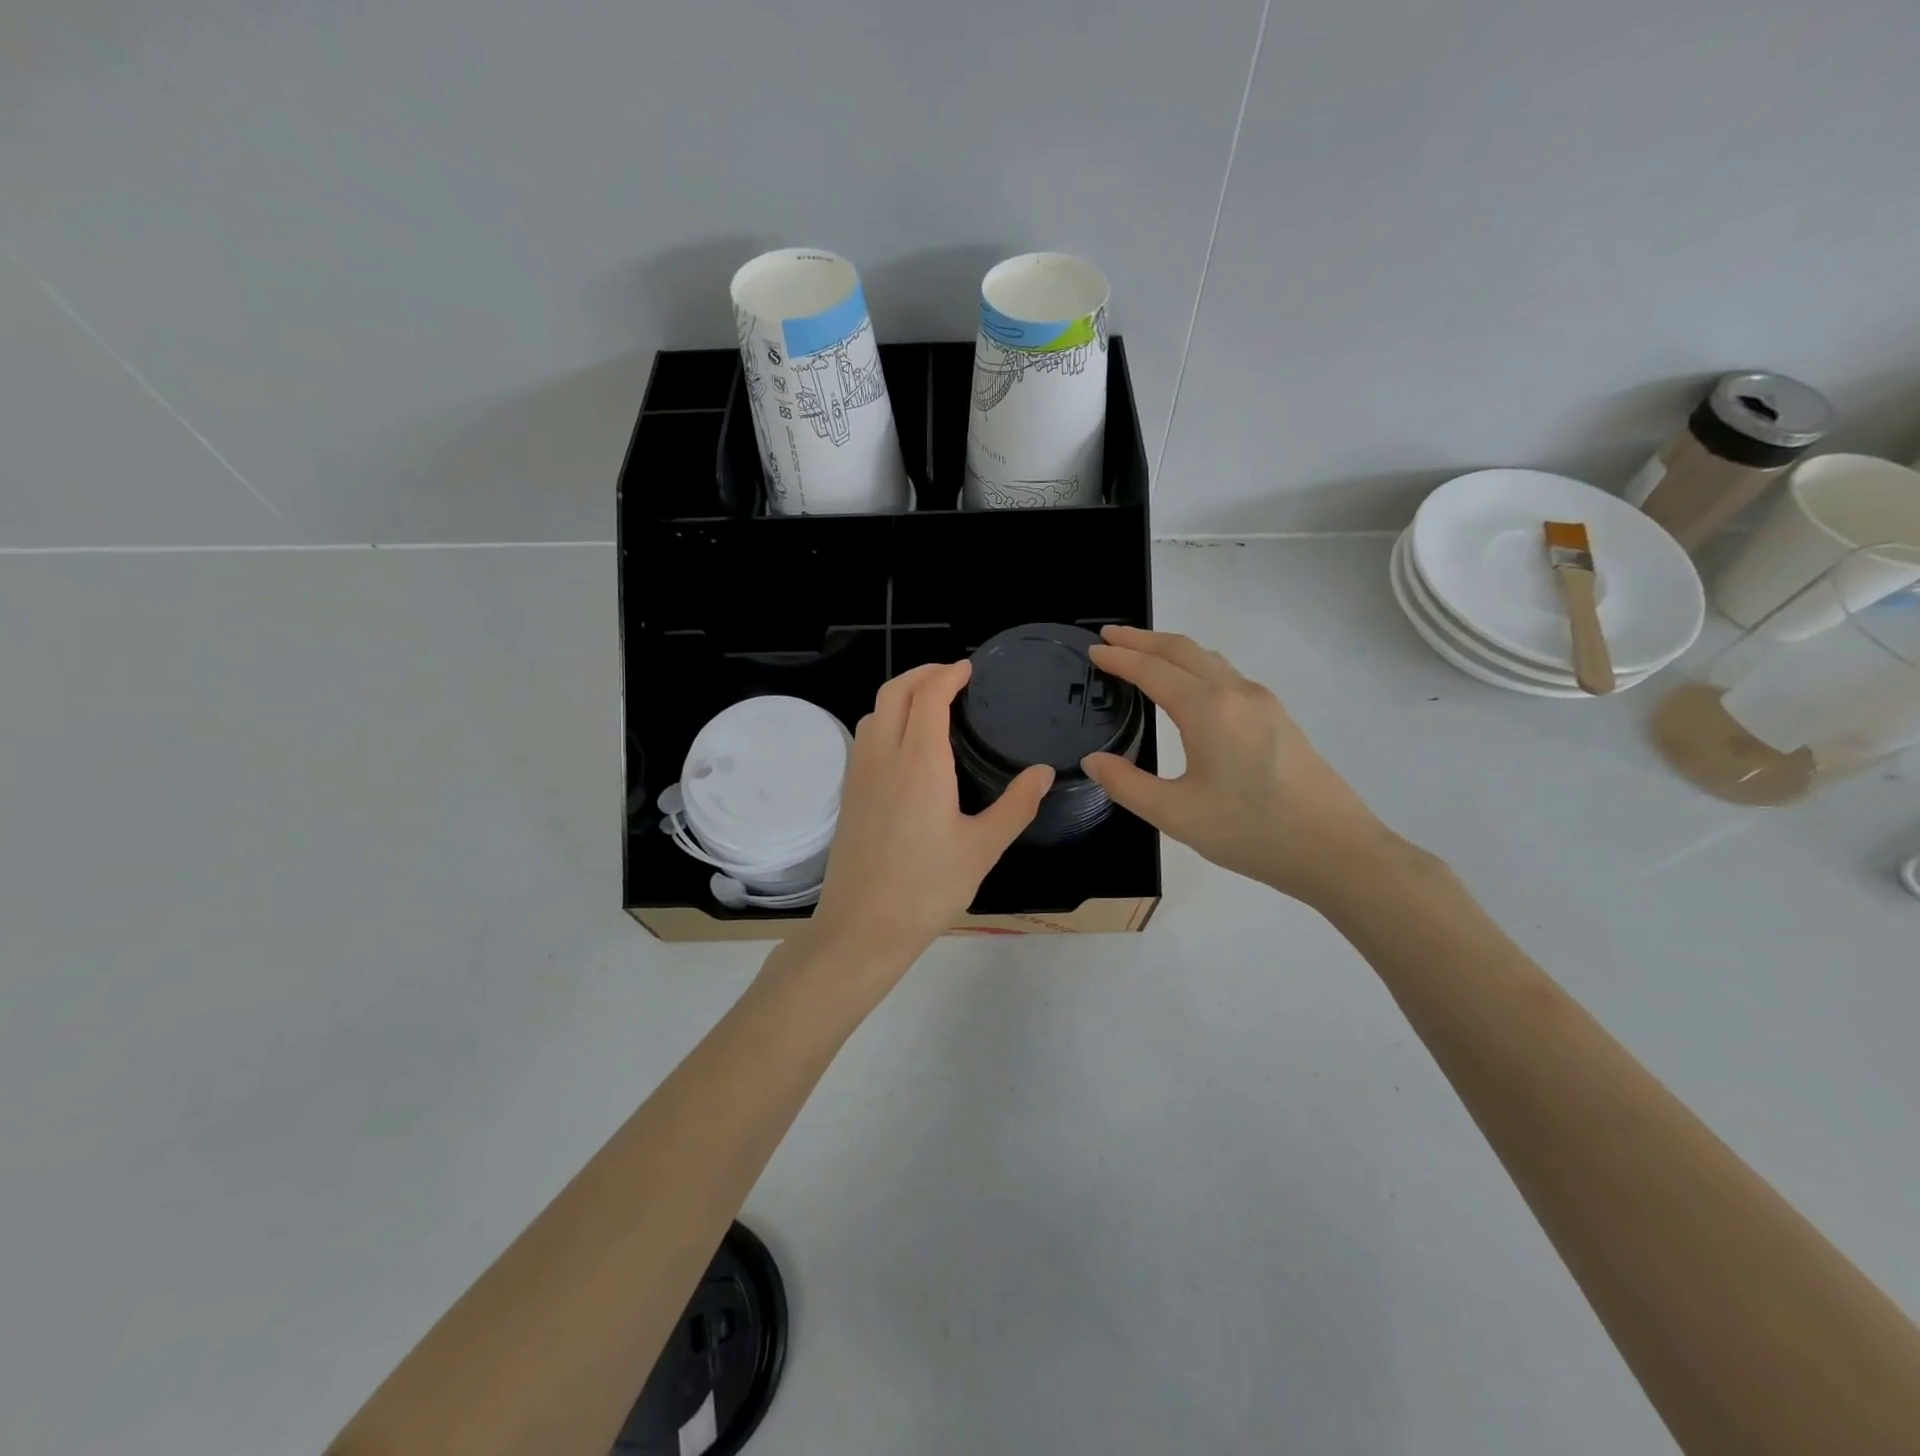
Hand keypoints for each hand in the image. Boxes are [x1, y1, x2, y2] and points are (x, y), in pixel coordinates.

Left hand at [808, 661, 1053, 971]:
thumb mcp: (983, 848)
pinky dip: (886, 719)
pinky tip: (906, 745)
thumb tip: (1043, 772)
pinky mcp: (849, 793)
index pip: (929, 696)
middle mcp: (883, 756)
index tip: (968, 668)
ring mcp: (859, 774)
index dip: (948, 675)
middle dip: (922, 674)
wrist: (862, 927)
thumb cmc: (927, 888)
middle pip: (894, 692)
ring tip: (930, 704)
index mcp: (919, 761)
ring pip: (874, 712)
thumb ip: (1016, 805)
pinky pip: (865, 737)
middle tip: (951, 676)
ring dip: (900, 695)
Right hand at [1082, 626, 1399, 905]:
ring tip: (1142, 653)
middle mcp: (1235, 693)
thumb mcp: (1176, 815)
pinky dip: (1195, 665)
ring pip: (1208, 658)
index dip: (1119, 658)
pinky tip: (1189, 686)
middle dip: (1142, 639)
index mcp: (1207, 710)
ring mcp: (1262, 702)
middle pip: (1182, 650)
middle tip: (1110, 637)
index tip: (1092, 650)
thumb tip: (1094, 761)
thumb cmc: (1251, 832)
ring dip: (1170, 649)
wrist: (1336, 849)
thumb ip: (1127, 784)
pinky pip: (1226, 674)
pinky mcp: (1277, 717)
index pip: (1152, 670)